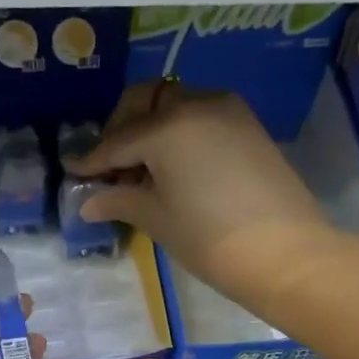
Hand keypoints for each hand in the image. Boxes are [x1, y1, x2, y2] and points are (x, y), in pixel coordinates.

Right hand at [71, 83, 345, 324]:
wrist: (286, 254)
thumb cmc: (210, 239)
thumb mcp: (157, 219)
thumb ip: (119, 200)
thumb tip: (88, 202)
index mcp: (167, 127)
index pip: (117, 141)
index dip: (92, 160)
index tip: (72, 169)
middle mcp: (196, 104)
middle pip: (146, 104)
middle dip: (121, 129)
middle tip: (110, 166)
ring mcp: (228, 111)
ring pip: (175, 106)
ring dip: (151, 129)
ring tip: (142, 171)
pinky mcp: (249, 126)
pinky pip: (201, 118)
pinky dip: (179, 133)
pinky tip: (174, 168)